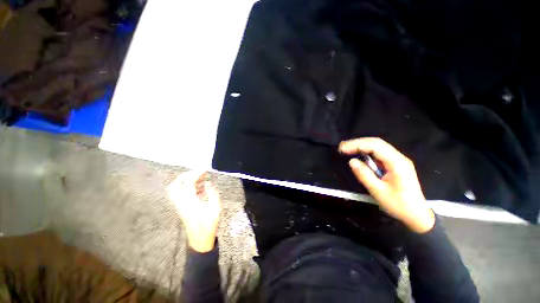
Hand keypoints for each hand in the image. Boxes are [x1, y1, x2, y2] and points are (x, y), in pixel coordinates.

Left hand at [168, 171, 221, 251]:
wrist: (200, 240)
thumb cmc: (209, 224)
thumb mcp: (215, 208)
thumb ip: (212, 193)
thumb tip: (207, 183)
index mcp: (190, 201)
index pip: (189, 182)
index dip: (196, 174)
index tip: (205, 170)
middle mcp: (181, 202)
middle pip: (176, 184)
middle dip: (186, 176)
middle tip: (198, 174)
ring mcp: (180, 205)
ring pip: (176, 189)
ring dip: (187, 182)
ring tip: (201, 179)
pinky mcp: (182, 208)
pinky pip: (180, 194)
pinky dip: (188, 188)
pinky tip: (201, 189)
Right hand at [339, 137, 434, 232]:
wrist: (417, 215)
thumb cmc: (398, 205)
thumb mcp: (378, 191)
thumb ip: (364, 175)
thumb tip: (352, 161)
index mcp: (397, 163)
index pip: (375, 146)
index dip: (357, 145)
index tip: (342, 149)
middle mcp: (398, 157)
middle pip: (376, 143)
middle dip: (357, 143)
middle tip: (342, 147)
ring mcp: (397, 160)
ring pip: (378, 146)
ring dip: (361, 146)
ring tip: (347, 149)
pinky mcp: (395, 164)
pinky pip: (379, 153)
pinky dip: (366, 152)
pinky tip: (358, 154)